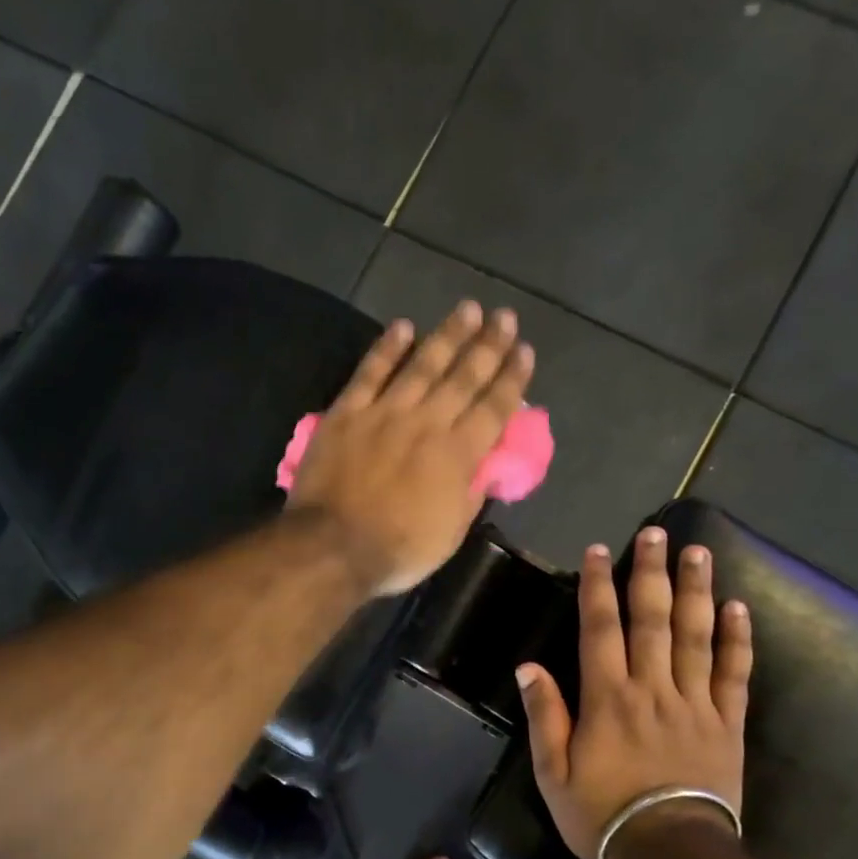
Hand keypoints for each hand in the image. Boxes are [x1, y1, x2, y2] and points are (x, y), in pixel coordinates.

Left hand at [288, 301, 533, 595]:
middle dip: (488, 345)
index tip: (524, 351)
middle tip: (504, 316)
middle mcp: (427, 423)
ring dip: (447, 335)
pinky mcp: (348, 413)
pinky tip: (403, 326)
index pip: (493, 408)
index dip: (512, 378)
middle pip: (463, 377)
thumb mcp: (451, 533)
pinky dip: (387, 348)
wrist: (333, 546)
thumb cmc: (398, 549)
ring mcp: (385, 413)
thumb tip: (485, 466)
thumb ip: (470, 494)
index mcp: (457, 454)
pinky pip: (370, 373)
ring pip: (422, 365)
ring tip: (467, 309)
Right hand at [517, 530, 752, 858]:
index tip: (599, 552)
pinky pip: (734, 674)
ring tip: (698, 553)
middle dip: (651, 573)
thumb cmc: (602, 814)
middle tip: (657, 533)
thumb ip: (544, 715)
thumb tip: (528, 666)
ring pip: (695, 636)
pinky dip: (737, 640)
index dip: (598, 587)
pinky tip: (739, 608)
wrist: (670, 855)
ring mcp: (695, 703)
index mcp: (608, 698)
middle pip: (653, 620)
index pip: (601, 629)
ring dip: (696, 591)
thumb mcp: (554, 772)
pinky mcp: (727, 723)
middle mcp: (652, 688)